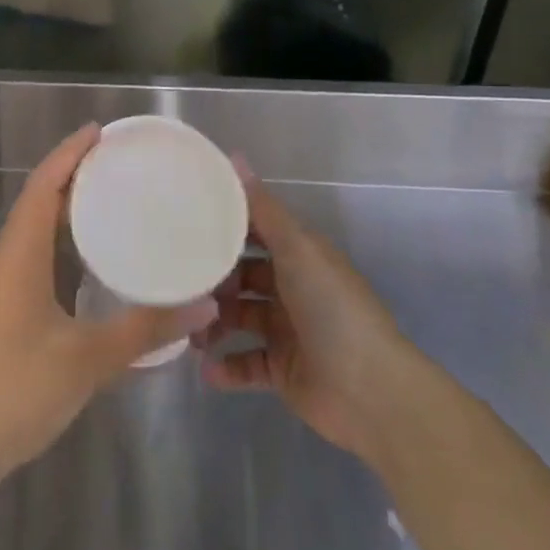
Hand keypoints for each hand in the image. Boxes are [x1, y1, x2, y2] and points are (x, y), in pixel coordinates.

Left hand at [0, 125, 215, 484]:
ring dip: (71, 214)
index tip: (100, 131)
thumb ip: (145, 330)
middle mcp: (11, 263)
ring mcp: (7, 292)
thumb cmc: (14, 389)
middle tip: (122, 165)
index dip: (68, 154)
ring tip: (117, 203)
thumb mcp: (87, 359)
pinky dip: (70, 251)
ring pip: (40, 236)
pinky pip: (43, 265)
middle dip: (76, 177)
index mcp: (20, 255)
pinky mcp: (11, 317)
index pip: (42, 187)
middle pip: (40, 203)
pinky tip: (99, 267)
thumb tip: (204, 304)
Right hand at [196, 163, 413, 464]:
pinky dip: (226, 367)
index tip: (183, 223)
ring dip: (212, 323)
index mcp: (300, 256)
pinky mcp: (282, 370)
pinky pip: (245, 364)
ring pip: (238, 319)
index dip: (223, 227)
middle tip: (177, 284)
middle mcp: (292, 289)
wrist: (371, 392)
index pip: (255, 233)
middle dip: (212, 280)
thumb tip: (235, 156)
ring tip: (188, 332)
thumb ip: (263, 208)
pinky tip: (205, 369)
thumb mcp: (297, 250)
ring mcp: (287, 331)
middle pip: (242, 277)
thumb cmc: (332, 309)